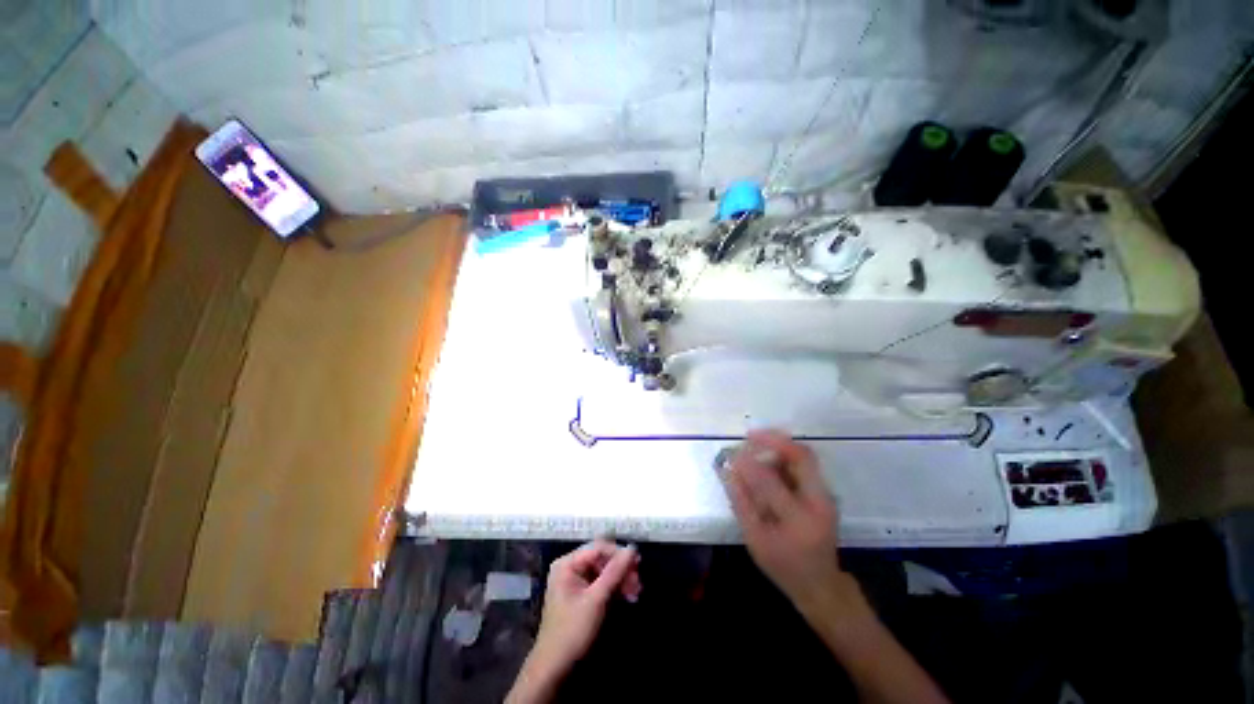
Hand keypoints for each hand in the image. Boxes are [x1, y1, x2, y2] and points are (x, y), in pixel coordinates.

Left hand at [508, 541, 640, 702]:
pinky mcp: (581, 594)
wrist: (554, 668)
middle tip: (638, 582)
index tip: (638, 563)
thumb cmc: (572, 631)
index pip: (598, 548)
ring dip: (621, 579)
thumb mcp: (596, 600)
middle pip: (602, 558)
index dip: (619, 553)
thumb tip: (632, 549)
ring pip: (604, 571)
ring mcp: (575, 580)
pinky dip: (615, 588)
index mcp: (568, 563)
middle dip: (621, 569)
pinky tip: (628, 596)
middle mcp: (570, 567)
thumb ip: (614, 572)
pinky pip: (601, 583)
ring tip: (636, 591)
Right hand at [721, 430, 843, 612]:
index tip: (733, 454)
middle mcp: (819, 502)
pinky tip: (767, 460)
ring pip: (804, 457)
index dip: (749, 464)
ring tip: (754, 445)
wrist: (821, 585)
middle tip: (750, 435)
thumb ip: (741, 502)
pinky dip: (784, 456)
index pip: (771, 482)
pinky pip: (804, 464)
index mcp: (799, 520)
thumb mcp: (755, 539)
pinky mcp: (825, 493)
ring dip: (779, 446)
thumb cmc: (783, 566)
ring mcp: (826, 496)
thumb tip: (728, 469)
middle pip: (802, 457)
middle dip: (775, 440)